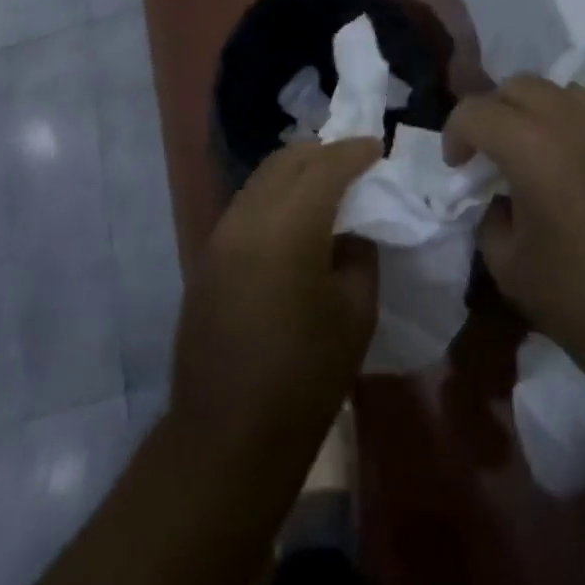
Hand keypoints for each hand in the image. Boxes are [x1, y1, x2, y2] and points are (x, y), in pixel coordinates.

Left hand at [167, 139, 381, 466]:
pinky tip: (293, 218)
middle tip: (353, 162)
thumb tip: (351, 230)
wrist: (227, 437)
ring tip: (324, 185)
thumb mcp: (355, 314)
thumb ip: (359, 254)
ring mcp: (222, 233)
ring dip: (295, 171)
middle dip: (323, 153)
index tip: (376, 148)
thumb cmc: (305, 378)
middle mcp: (249, 215)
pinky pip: (247, 203)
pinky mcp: (208, 254)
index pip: (326, 165)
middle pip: (287, 160)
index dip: (354, 152)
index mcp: (290, 225)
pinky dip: (275, 195)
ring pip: (263, 178)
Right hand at [443, 76, 584, 404]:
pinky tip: (567, 170)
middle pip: (519, 86)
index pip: (477, 111)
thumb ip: (492, 220)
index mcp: (532, 145)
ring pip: (560, 91)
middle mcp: (571, 123)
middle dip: (492, 111)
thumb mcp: (512, 269)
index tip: (457, 168)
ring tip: (528, 152)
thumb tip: (501, 202)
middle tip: (487, 155)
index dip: (455, 133)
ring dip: (533, 110)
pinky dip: (567, 125)